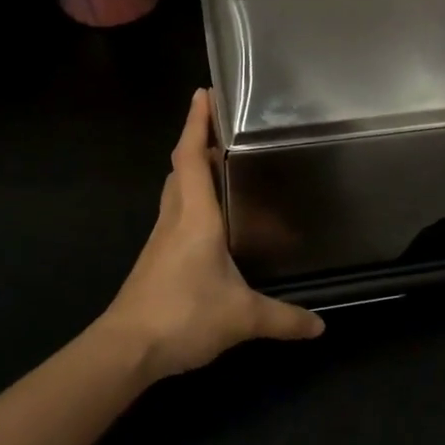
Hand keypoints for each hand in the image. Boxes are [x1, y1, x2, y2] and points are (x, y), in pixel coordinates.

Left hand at [94, 89, 323, 380]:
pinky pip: (175, 217)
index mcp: (195, 217)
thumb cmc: (183, 315)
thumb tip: (319, 326)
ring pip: (175, 194)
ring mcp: (160, 241)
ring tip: (220, 168)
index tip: (203, 93)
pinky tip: (211, 223)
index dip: (195, 124)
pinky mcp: (155, 262)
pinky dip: (190, 203)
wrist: (125, 350)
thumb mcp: (242, 317)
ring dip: (191, 173)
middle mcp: (174, 220)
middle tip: (225, 132)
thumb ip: (283, 318)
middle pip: (179, 170)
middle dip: (196, 144)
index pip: (189, 157)